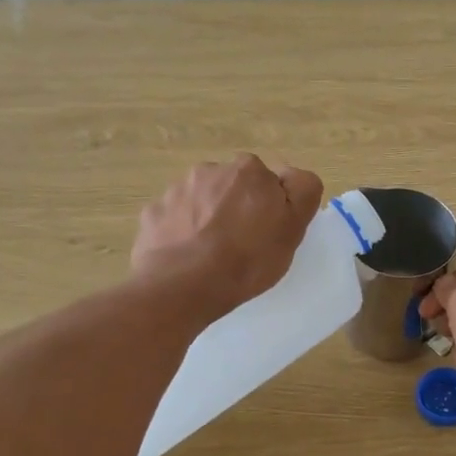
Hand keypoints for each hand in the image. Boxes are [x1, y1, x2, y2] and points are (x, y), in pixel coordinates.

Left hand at [131, 155, 322, 322]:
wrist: (184, 285)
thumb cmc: (248, 258)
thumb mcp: (293, 227)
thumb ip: (302, 191)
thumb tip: (291, 176)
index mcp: (248, 170)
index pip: (267, 180)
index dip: (270, 205)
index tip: (268, 231)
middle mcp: (210, 170)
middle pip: (231, 187)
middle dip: (236, 207)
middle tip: (241, 244)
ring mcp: (176, 190)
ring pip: (200, 200)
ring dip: (206, 217)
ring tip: (210, 254)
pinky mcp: (153, 214)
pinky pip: (173, 219)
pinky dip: (180, 233)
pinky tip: (186, 258)